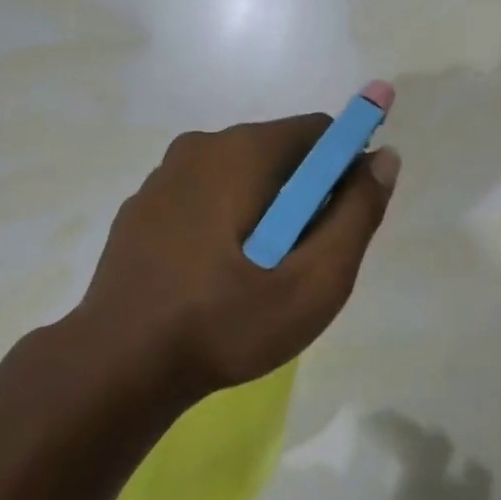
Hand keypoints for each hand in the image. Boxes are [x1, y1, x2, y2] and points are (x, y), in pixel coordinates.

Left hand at [74, 114, 400, 402]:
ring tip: (259, 278)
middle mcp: (198, 147)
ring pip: (241, 178)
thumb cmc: (224, 323)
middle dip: (305, 198)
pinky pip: (205, 199)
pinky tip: (216, 279)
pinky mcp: (141, 210)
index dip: (345, 169)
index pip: (318, 132)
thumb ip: (357, 215)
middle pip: (280, 155)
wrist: (117, 367)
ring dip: (266, 213)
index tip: (345, 221)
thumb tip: (384, 158)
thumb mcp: (313, 281)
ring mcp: (162, 178)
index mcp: (240, 152)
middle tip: (303, 263)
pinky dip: (227, 223)